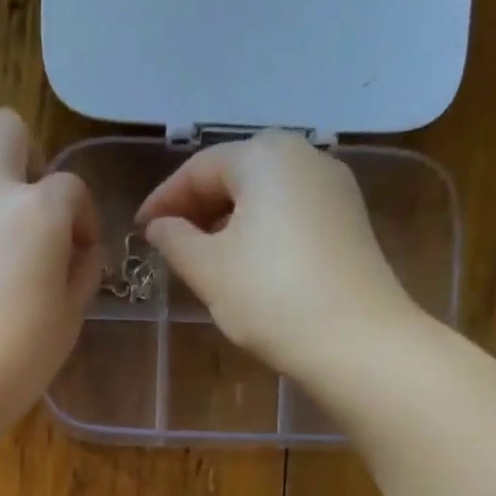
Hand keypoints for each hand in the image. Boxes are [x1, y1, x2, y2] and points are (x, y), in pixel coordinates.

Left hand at [0, 110, 102, 448]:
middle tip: (26, 202)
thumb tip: (80, 248)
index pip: (72, 188)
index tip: (79, 249)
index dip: (82, 217)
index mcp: (38, 211)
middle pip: (6, 127)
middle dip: (25, 157)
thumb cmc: (19, 358)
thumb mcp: (70, 318)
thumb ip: (82, 271)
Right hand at [135, 131, 428, 391]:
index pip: (200, 167)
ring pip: (265, 193)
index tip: (140, 230)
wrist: (354, 339)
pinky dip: (260, 230)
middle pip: (237, 173)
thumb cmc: (270, 297)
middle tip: (170, 241)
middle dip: (198, 205)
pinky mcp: (348, 221)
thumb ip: (176, 241)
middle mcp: (305, 156)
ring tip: (203, 256)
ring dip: (228, 219)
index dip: (164, 199)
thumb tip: (159, 227)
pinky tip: (246, 264)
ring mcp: (334, 188)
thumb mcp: (209, 270)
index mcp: (265, 156)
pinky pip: (291, 213)